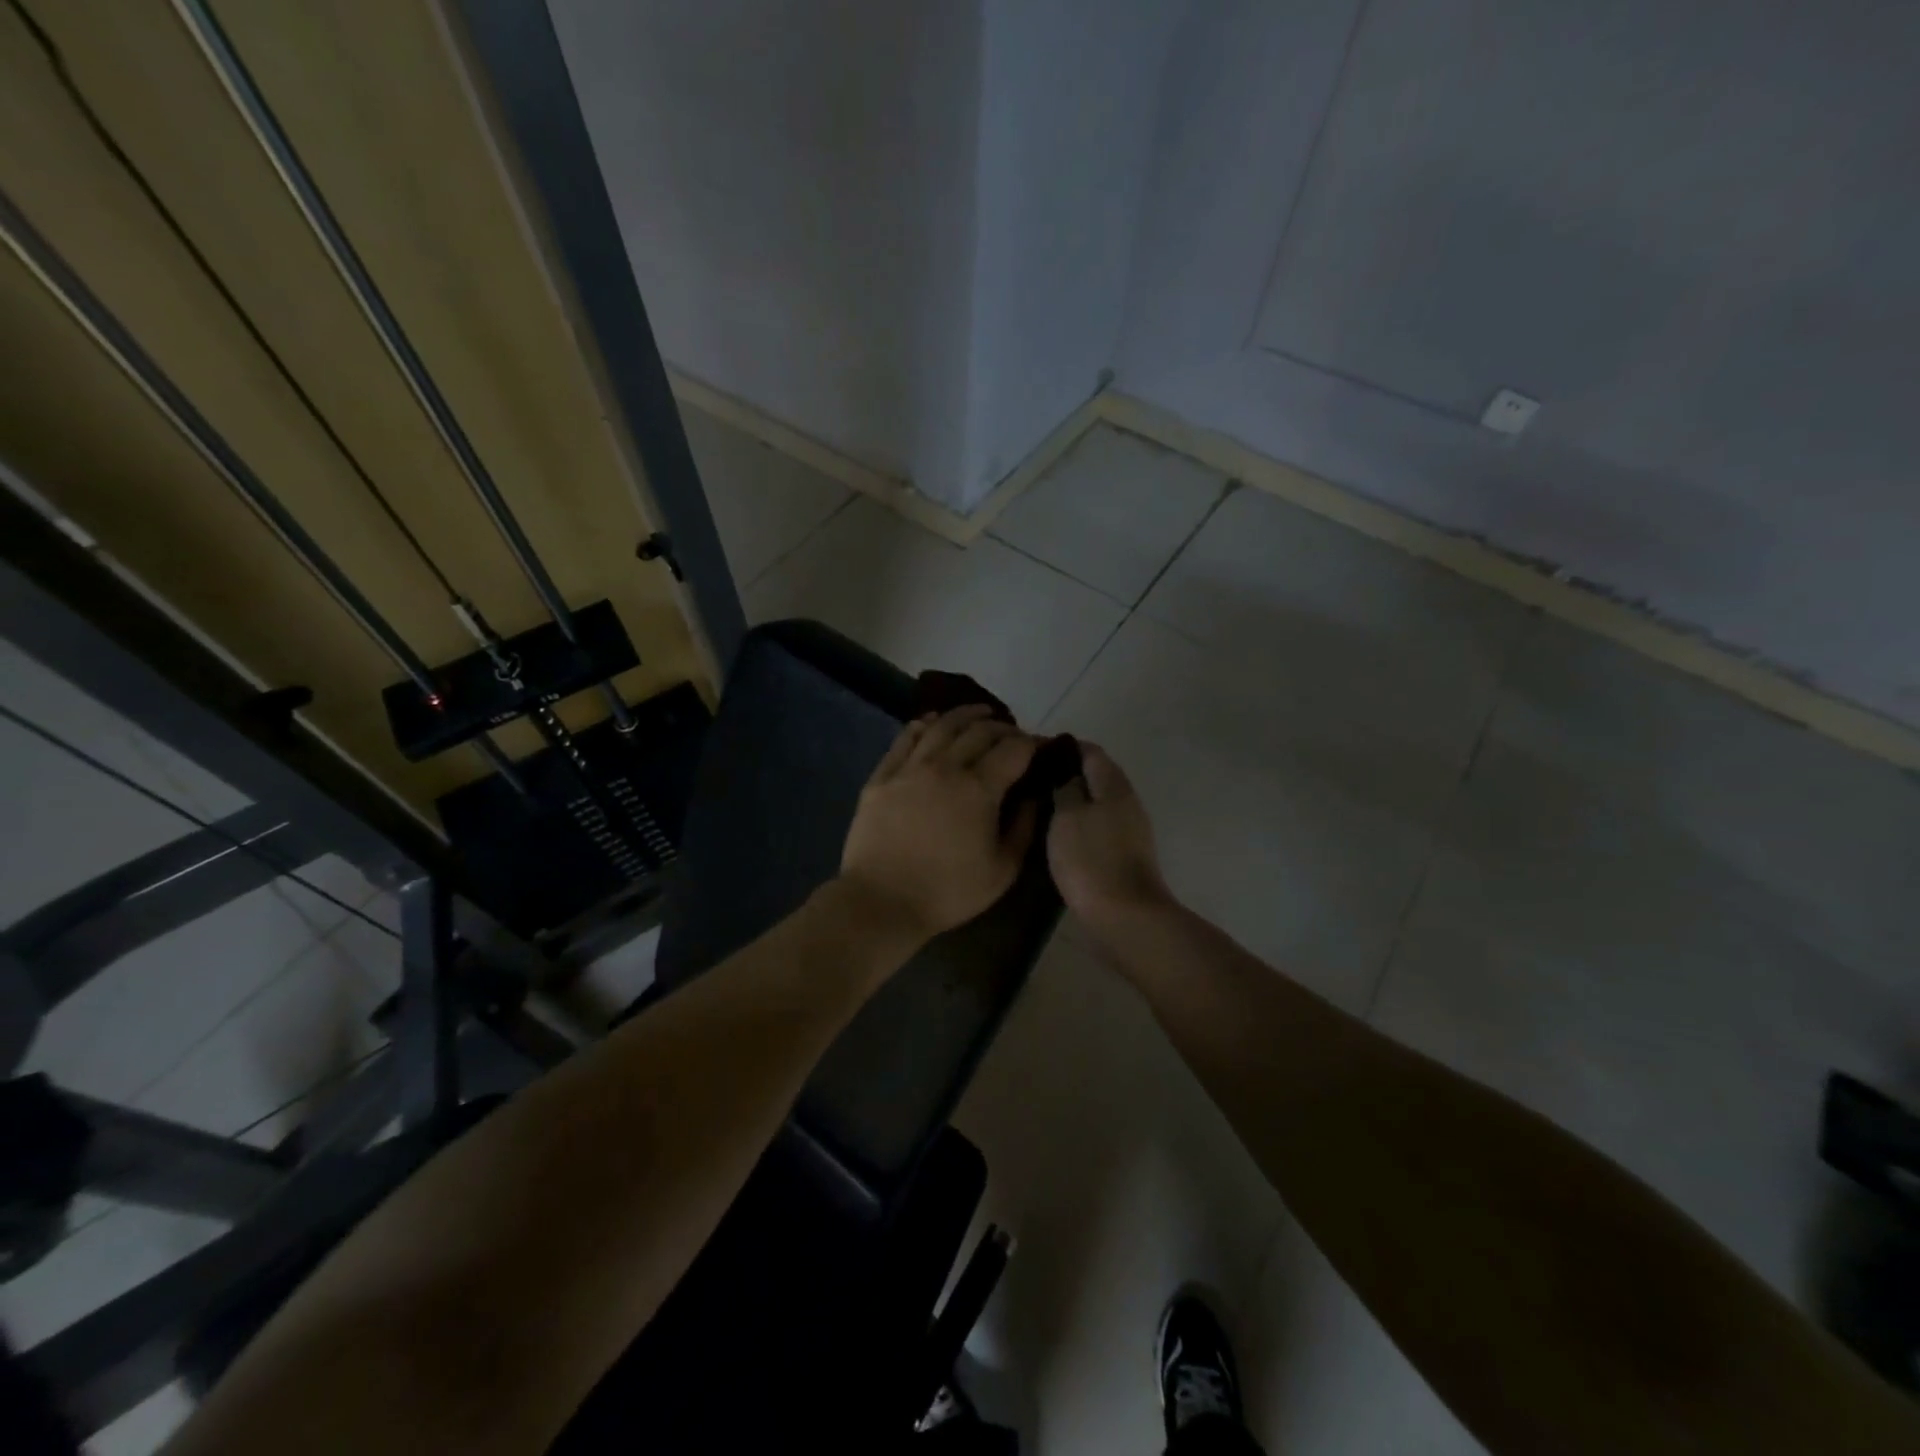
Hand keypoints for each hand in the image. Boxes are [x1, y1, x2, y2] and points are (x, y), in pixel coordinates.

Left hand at [839, 706, 1039, 941]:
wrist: (881, 901)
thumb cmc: (948, 892)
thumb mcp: (1002, 870)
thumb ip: (1023, 828)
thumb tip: (1033, 797)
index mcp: (979, 789)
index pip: (1013, 749)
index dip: (1032, 743)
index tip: (1040, 747)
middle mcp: (945, 767)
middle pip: (979, 730)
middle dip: (1002, 727)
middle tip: (1012, 734)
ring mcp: (910, 768)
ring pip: (941, 726)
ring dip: (965, 715)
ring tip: (979, 713)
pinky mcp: (882, 776)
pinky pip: (904, 738)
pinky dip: (923, 724)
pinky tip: (931, 722)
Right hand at [1047, 742, 1172, 927]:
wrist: (1125, 917)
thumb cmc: (1091, 860)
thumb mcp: (1067, 817)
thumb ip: (1066, 788)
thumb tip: (1066, 773)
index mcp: (1114, 785)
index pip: (1089, 750)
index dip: (1062, 747)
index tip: (1032, 752)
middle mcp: (1127, 801)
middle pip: (1095, 775)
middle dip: (1065, 773)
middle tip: (1030, 779)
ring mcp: (1129, 829)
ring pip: (1096, 802)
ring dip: (1071, 800)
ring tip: (1038, 804)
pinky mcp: (1124, 854)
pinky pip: (1097, 826)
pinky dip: (1078, 823)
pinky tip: (1057, 833)